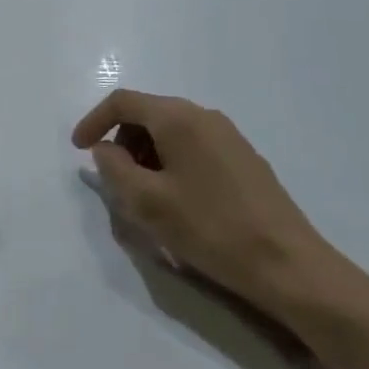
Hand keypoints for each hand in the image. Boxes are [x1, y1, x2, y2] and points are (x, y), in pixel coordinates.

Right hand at [72, 89, 338, 313]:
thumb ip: (114, 169)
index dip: (93, 121)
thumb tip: (106, 150)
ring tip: (145, 196)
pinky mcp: (244, 160)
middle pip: (147, 114)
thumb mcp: (148, 202)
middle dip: (122, 142)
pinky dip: (171, 163)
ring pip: (171, 132)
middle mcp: (204, 116)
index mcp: (179, 118)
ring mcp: (229, 137)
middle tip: (115, 181)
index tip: (79, 150)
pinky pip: (193, 147)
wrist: (290, 266)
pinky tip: (177, 201)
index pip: (123, 102)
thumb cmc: (211, 229)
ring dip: (146, 155)